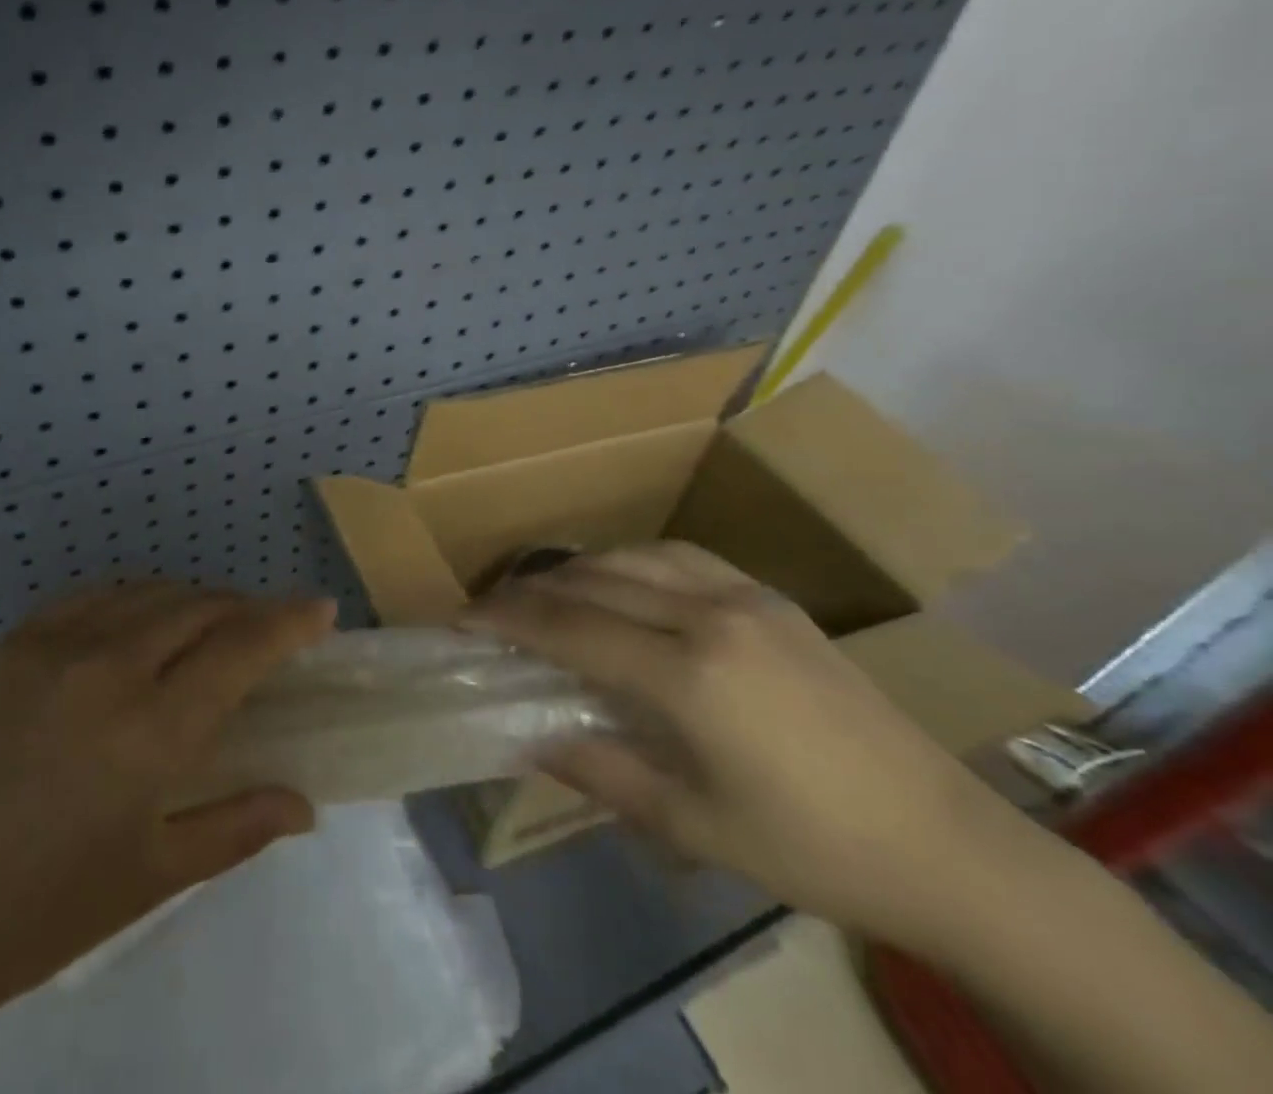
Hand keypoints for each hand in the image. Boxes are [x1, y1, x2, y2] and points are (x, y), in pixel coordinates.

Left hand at [0, 580, 333, 1061]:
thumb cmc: (29, 915)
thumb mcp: (147, 878)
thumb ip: (236, 827)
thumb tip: (304, 805)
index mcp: (151, 728)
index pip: (242, 647)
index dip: (288, 620)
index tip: (320, 607)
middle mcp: (111, 665)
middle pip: (201, 606)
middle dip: (246, 610)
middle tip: (267, 632)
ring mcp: (55, 644)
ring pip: (151, 592)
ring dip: (193, 600)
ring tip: (208, 628)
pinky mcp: (12, 642)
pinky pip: (96, 596)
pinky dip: (137, 598)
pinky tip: (138, 624)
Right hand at [465, 543, 1021, 949]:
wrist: (946, 845)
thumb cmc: (810, 850)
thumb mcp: (690, 826)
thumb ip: (596, 769)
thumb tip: (525, 738)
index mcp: (688, 674)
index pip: (569, 628)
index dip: (506, 620)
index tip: (460, 619)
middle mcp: (709, 615)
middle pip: (593, 581)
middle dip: (531, 591)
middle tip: (491, 609)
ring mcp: (745, 597)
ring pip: (633, 557)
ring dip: (578, 570)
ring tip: (546, 593)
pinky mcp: (771, 598)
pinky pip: (679, 557)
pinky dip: (630, 561)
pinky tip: (622, 583)